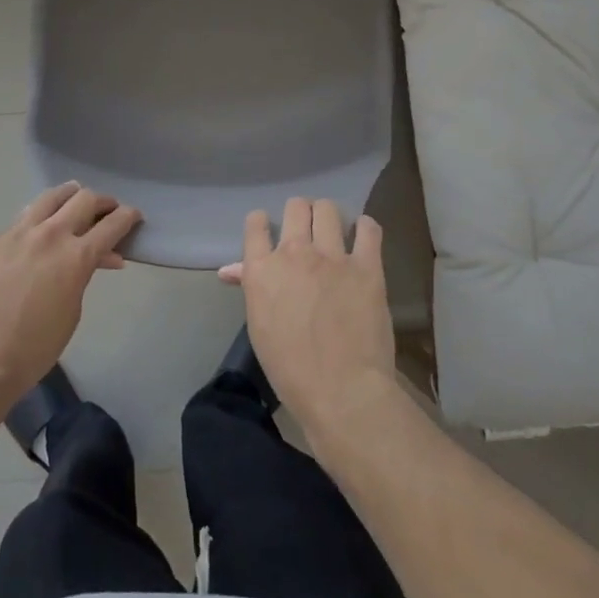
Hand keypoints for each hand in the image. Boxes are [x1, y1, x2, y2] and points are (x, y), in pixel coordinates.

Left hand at [0, 183, 139, 405]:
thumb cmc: (34, 349)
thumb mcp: (72, 312)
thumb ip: (84, 276)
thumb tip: (96, 259)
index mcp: (75, 256)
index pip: (112, 224)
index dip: (128, 217)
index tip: (134, 215)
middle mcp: (48, 235)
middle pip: (84, 199)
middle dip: (102, 202)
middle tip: (108, 209)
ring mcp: (15, 234)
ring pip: (49, 198)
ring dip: (68, 196)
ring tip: (75, 199)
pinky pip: (20, 220)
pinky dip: (37, 220)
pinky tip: (36, 233)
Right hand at [219, 198, 396, 436]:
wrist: (341, 390)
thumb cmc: (290, 369)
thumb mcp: (259, 326)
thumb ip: (249, 287)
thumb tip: (230, 269)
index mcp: (262, 269)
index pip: (255, 224)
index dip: (261, 223)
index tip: (269, 229)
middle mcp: (294, 253)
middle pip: (295, 207)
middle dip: (299, 213)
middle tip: (306, 229)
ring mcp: (332, 256)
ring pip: (327, 209)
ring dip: (328, 215)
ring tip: (334, 230)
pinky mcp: (367, 265)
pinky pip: (368, 228)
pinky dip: (365, 228)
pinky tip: (364, 236)